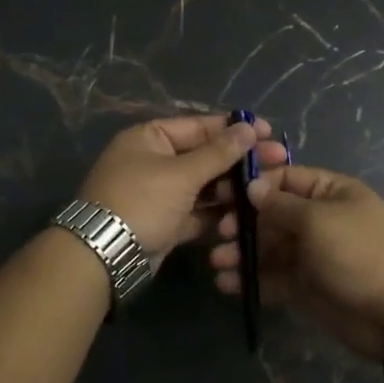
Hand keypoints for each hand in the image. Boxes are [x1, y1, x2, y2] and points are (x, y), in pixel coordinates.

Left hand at [77, 113, 287, 262]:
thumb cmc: (141, 202)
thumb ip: (218, 152)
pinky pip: (197, 212)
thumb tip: (248, 127)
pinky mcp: (165, 222)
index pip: (200, 126)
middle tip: (279, 161)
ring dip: (232, 188)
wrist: (104, 256)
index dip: (235, 129)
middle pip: (204, 156)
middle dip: (240, 160)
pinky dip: (218, 213)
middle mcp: (154, 161)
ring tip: (267, 189)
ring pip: (203, 186)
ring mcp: (159, 194)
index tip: (269, 132)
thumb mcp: (181, 174)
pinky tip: (248, 213)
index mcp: (150, 138)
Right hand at [212, 164, 383, 362]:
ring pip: (269, 248)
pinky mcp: (305, 286)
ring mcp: (312, 254)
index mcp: (331, 192)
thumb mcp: (318, 221)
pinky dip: (251, 280)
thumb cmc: (357, 254)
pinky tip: (227, 285)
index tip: (223, 194)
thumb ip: (280, 205)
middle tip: (219, 235)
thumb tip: (252, 187)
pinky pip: (273, 277)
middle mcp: (320, 219)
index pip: (285, 179)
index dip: (254, 185)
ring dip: (242, 253)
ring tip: (217, 264)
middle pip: (272, 214)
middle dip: (243, 223)